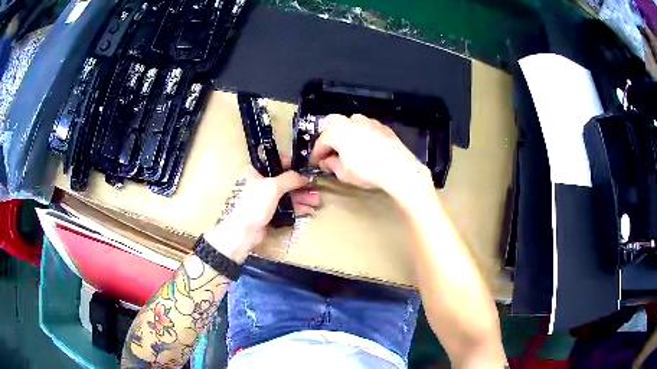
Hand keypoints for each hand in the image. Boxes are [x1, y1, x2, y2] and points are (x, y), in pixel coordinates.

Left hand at [204, 166, 319, 262]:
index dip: (292, 164)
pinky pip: (284, 208)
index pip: (276, 162)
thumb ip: (290, 178)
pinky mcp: (267, 214)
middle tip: (316, 188)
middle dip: (301, 185)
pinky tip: (308, 211)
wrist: (241, 233)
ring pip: (285, 195)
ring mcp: (262, 200)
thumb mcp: (273, 187)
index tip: (307, 169)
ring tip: (317, 202)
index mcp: (255, 171)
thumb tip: (305, 176)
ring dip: (301, 197)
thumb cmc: (253, 204)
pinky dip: (295, 208)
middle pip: (284, 181)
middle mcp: (258, 183)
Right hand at [310, 114, 429, 196]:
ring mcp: (369, 121)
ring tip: (350, 153)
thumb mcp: (342, 172)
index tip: (315, 163)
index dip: (316, 155)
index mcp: (336, 129)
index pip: (321, 142)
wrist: (398, 168)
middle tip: (331, 155)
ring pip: (352, 127)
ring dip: (347, 137)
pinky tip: (367, 151)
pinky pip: (366, 130)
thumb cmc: (366, 170)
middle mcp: (351, 119)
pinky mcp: (383, 126)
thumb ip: (331, 164)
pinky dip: (362, 138)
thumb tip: (327, 160)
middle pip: (335, 128)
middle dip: (331, 141)